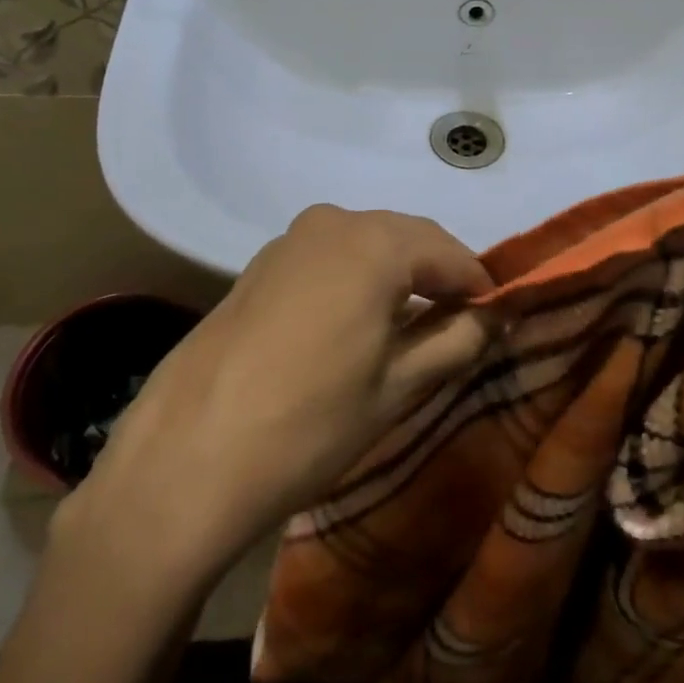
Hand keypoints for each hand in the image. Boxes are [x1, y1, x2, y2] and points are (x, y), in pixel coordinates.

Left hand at [60, 206, 493, 581]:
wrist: (186, 460)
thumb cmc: (310, 425)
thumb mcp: (399, 388)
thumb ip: (458, 341)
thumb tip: (495, 315)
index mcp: (375, 243)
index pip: (451, 252)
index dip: (478, 285)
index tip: (497, 318)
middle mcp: (333, 222)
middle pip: (407, 239)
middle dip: (439, 275)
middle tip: (459, 324)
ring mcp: (288, 240)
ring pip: (366, 244)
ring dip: (397, 275)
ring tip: (409, 327)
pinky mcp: (259, 265)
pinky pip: (328, 257)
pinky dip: (355, 278)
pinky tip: (354, 323)